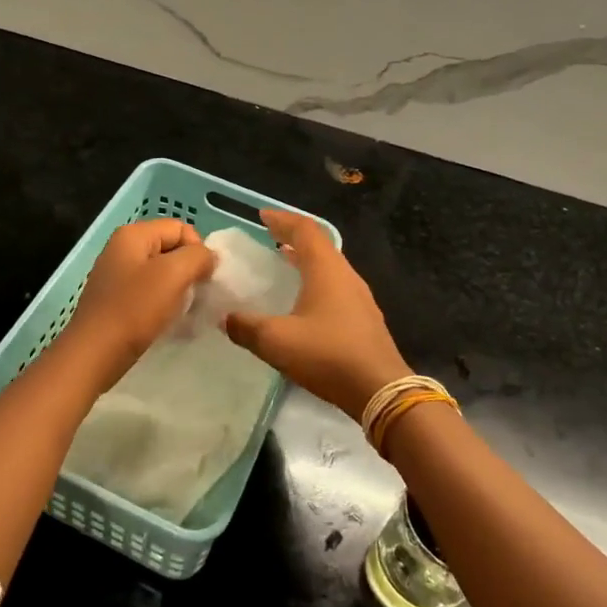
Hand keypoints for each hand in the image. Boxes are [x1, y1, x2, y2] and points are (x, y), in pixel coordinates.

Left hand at [61, 218, 214, 381]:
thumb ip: (198, 256)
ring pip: (161, 273)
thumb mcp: (173, 274)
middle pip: (171, 249)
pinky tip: (166, 321)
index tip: (202, 279)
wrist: (94, 354)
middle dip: (188, 270)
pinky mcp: (116, 300)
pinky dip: (163, 303)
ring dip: (178, 290)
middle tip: (195, 296)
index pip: (180, 228)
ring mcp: (117, 275)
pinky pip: (149, 292)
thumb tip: (208, 257)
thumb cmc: (134, 309)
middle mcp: (122, 248)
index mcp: (133, 234)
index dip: (197, 250)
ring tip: (182, 311)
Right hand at [223, 210, 409, 419]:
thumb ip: (246, 327)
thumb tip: (226, 318)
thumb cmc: (328, 355)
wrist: (380, 390)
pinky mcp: (364, 318)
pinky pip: (335, 286)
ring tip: (283, 262)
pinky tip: (303, 300)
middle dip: (293, 237)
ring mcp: (359, 297)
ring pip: (329, 266)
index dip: (282, 219)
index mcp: (326, 269)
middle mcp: (345, 275)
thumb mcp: (277, 341)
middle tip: (269, 237)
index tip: (261, 216)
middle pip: (319, 245)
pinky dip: (315, 280)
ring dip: (305, 259)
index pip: (304, 229)